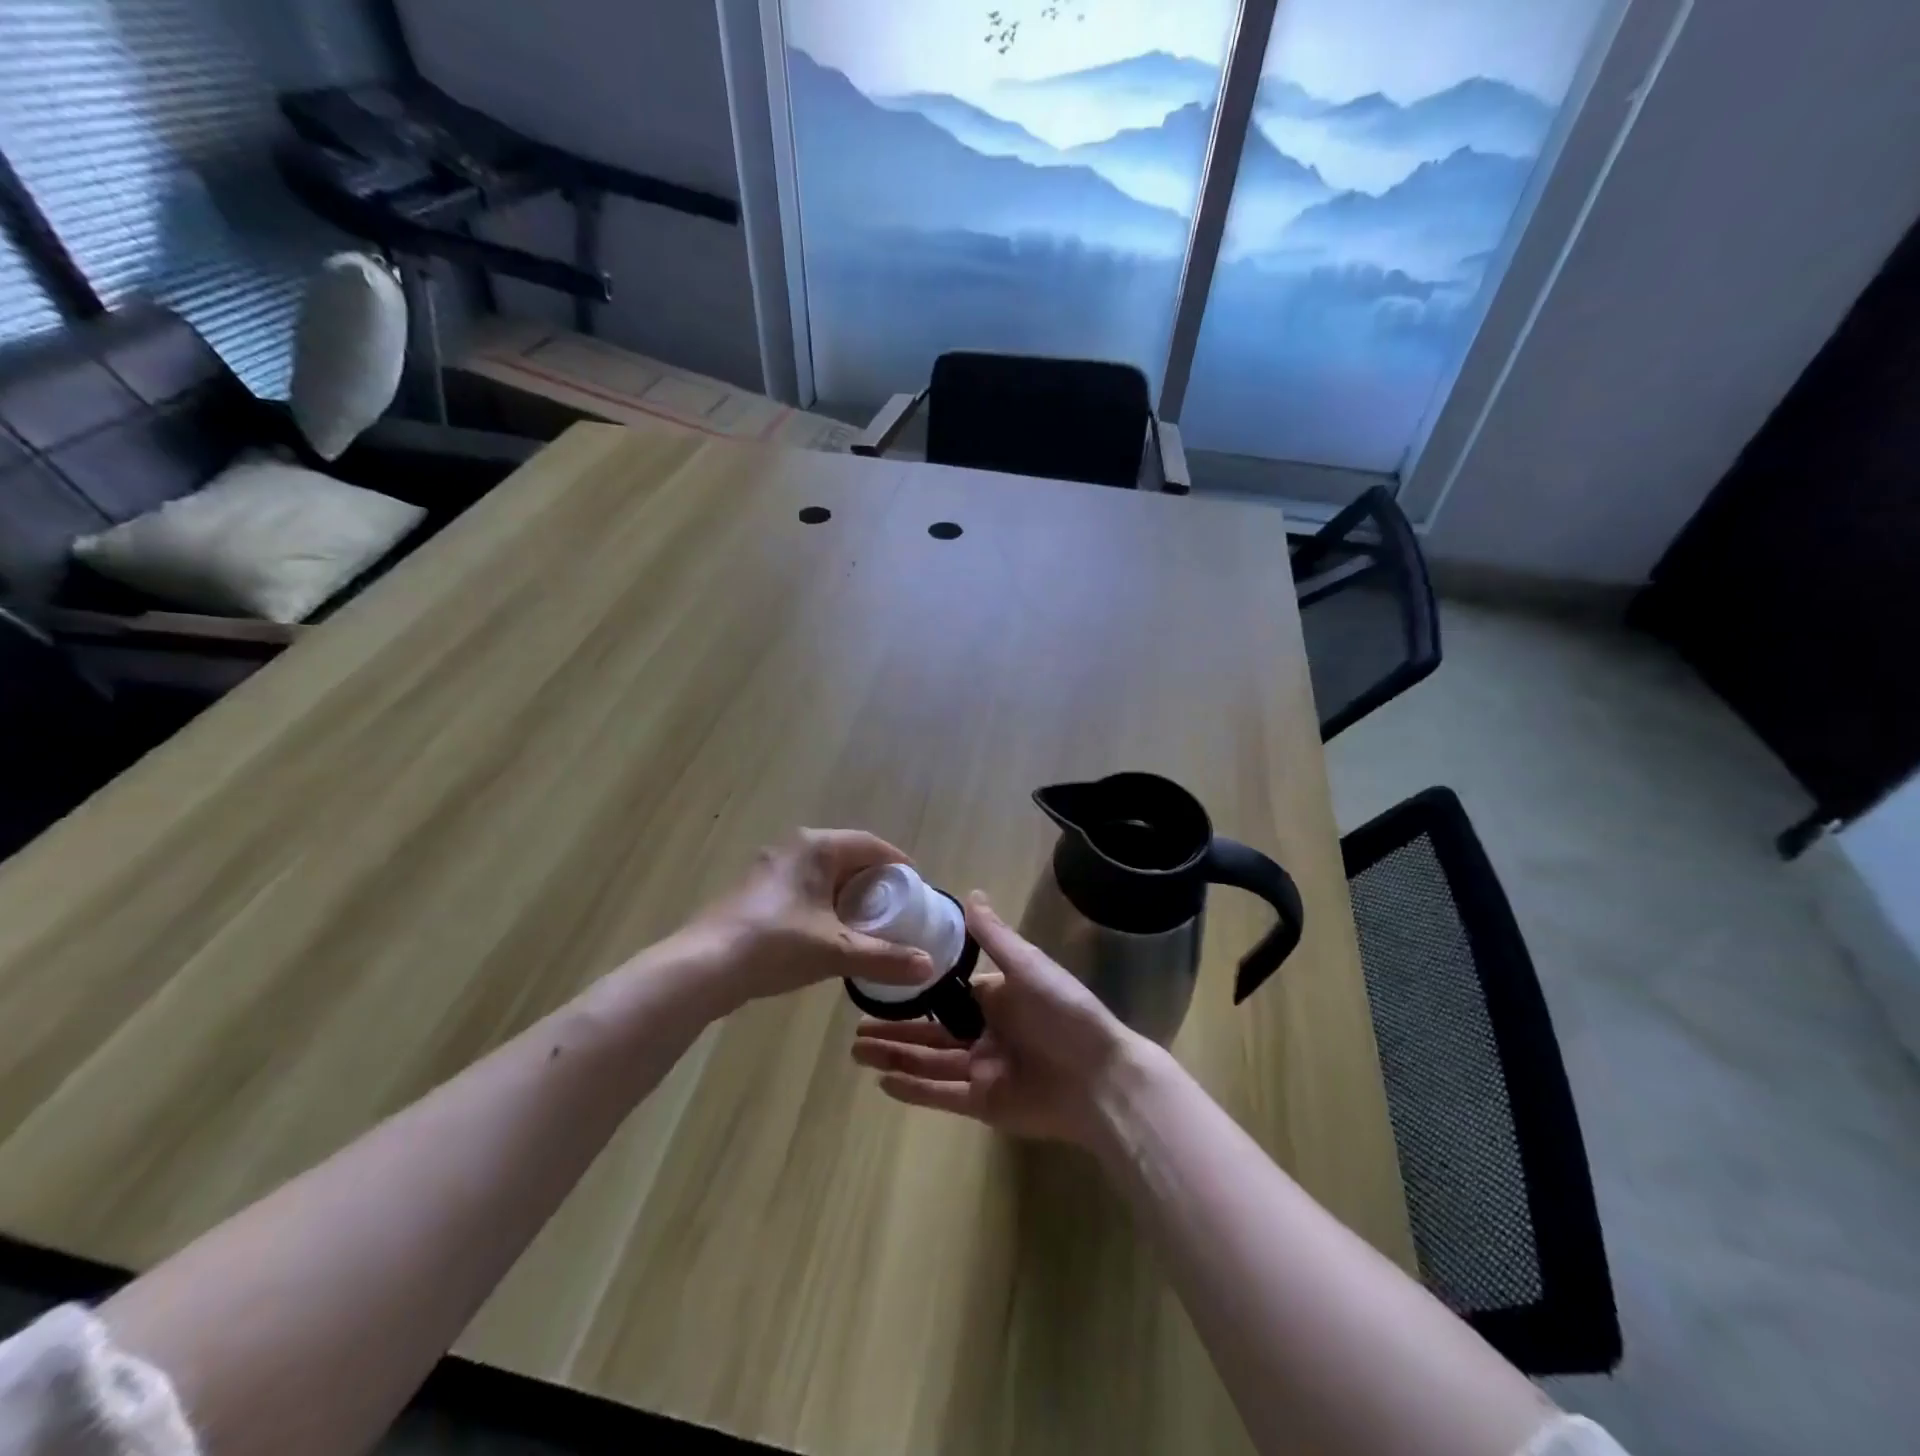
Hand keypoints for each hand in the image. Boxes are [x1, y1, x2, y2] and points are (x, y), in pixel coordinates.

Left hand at [688, 830, 936, 1009]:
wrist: (702, 967)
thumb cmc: (776, 945)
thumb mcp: (837, 952)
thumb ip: (886, 958)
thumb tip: (930, 967)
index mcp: (817, 847)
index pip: (871, 845)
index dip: (898, 865)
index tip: (917, 889)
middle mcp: (793, 847)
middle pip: (847, 856)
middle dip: (874, 881)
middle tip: (896, 909)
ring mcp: (769, 867)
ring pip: (822, 873)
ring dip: (846, 893)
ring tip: (867, 923)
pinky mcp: (753, 891)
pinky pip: (801, 887)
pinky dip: (822, 902)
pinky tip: (827, 932)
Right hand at [850, 892, 1140, 1146]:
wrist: (1101, 1079)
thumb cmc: (1064, 1013)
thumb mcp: (1028, 966)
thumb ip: (994, 936)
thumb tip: (971, 893)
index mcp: (996, 998)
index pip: (946, 994)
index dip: (915, 990)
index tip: (881, 983)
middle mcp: (985, 1032)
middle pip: (930, 1031)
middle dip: (894, 1029)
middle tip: (855, 1027)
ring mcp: (983, 1069)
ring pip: (929, 1062)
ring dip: (895, 1057)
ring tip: (857, 1051)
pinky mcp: (984, 1104)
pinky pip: (942, 1094)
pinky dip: (914, 1089)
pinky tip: (883, 1082)